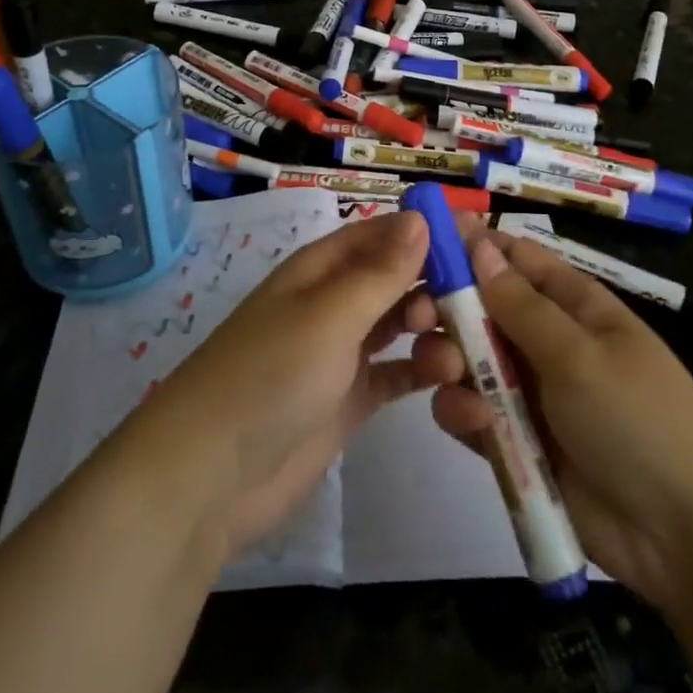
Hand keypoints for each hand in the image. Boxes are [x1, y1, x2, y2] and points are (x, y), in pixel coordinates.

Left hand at [122, 211, 455, 560]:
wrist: (212, 475)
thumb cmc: (271, 374)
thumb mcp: (329, 315)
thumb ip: (380, 272)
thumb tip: (421, 217)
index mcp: (322, 269)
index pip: (382, 234)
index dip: (426, 231)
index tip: (477, 236)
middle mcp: (334, 303)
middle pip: (397, 279)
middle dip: (438, 284)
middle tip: (480, 305)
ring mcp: (343, 353)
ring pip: (402, 326)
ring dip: (434, 333)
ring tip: (456, 358)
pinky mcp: (351, 400)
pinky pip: (398, 375)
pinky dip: (424, 375)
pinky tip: (457, 384)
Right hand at [425, 219, 692, 613]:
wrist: (688, 538)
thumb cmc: (639, 418)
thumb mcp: (579, 353)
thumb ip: (519, 304)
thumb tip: (478, 243)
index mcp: (572, 305)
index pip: (514, 258)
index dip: (470, 245)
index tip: (419, 240)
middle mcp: (545, 340)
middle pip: (480, 307)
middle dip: (446, 308)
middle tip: (417, 317)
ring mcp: (529, 392)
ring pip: (467, 359)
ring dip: (448, 360)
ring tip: (448, 374)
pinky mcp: (515, 442)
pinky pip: (472, 412)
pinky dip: (463, 412)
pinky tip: (473, 423)